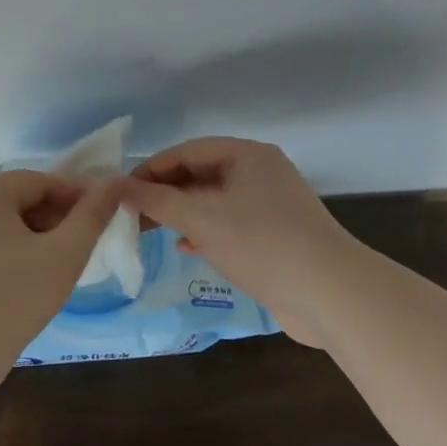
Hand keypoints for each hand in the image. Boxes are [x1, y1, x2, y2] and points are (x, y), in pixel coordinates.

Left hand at [0, 171, 123, 390]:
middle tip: (79, 244)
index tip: (96, 220)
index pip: (38, 181)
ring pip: (0, 223)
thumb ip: (92, 215)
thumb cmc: (17, 297)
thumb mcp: (66, 254)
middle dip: (52, 216)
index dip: (72, 196)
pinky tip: (25, 279)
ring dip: (33, 234)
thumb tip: (115, 183)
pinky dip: (8, 251)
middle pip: (17, 199)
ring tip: (56, 263)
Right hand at [120, 137, 355, 346]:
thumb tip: (115, 186)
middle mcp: (260, 173)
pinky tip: (185, 246)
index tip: (120, 191)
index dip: (151, 169)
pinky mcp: (274, 236)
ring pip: (213, 201)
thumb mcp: (202, 218)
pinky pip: (229, 224)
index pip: (187, 151)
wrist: (330, 294)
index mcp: (247, 156)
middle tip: (130, 214)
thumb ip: (156, 201)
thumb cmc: (262, 244)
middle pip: (200, 174)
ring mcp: (269, 205)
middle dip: (164, 192)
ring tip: (148, 230)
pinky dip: (204, 231)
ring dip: (181, 213)